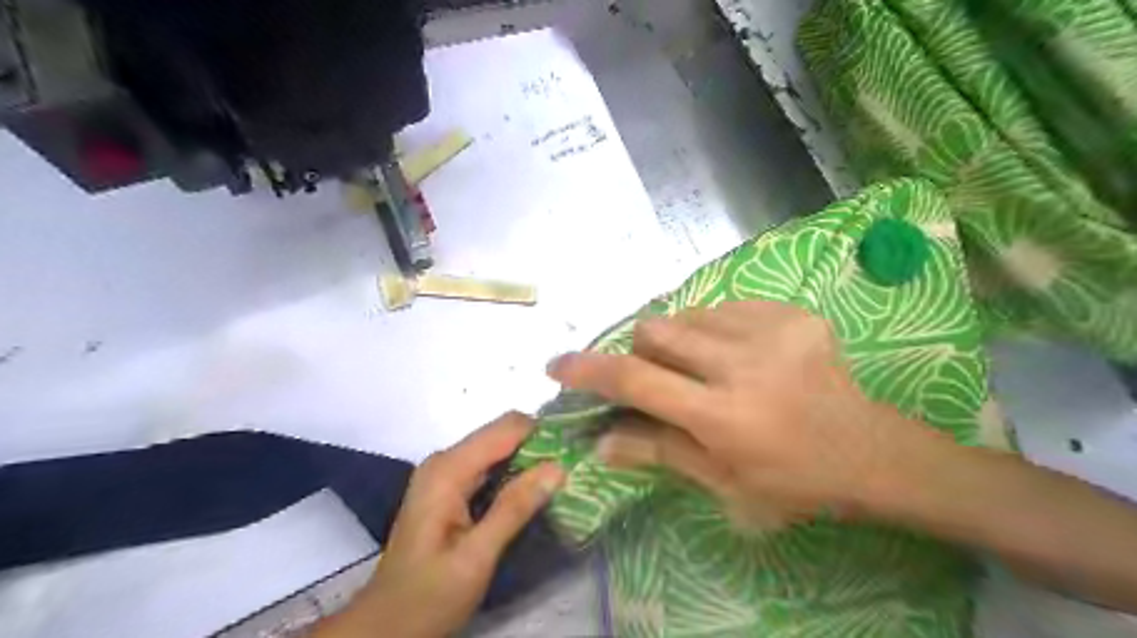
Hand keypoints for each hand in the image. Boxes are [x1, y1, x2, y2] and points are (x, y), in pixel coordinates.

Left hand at [314, 414, 563, 637]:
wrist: (386, 627)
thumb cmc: (429, 596)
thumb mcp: (476, 556)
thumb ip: (515, 508)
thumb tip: (558, 467)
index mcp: (448, 469)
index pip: (506, 427)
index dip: (543, 433)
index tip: (575, 451)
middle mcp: (445, 461)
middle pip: (502, 434)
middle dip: (539, 446)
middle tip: (572, 470)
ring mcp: (446, 473)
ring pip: (498, 449)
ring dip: (530, 460)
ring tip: (561, 479)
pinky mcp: (450, 488)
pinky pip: (490, 467)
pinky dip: (514, 474)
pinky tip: (535, 492)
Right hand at [547, 301, 926, 525]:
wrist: (869, 451)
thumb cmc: (791, 482)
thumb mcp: (721, 485)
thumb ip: (658, 453)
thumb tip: (600, 443)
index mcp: (722, 417)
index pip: (636, 380)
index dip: (589, 369)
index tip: (558, 365)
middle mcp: (742, 366)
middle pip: (656, 331)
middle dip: (641, 352)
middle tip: (660, 378)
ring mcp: (772, 332)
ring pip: (687, 316)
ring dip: (678, 341)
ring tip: (704, 368)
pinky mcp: (792, 314)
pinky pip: (725, 308)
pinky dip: (714, 330)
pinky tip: (738, 356)